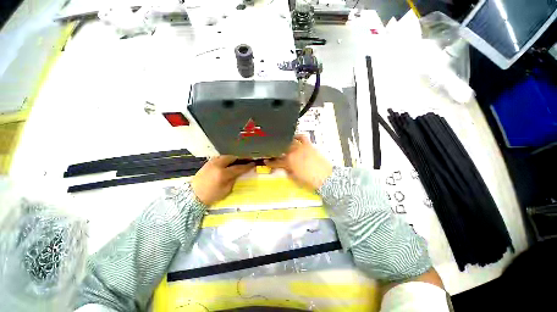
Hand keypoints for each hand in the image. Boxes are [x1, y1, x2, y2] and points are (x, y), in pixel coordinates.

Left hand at [191, 156, 254, 205]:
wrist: (193, 196)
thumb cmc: (211, 195)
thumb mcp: (226, 190)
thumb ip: (233, 180)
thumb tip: (238, 174)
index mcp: (223, 174)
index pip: (238, 168)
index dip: (246, 166)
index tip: (253, 164)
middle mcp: (217, 165)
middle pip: (231, 158)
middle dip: (238, 159)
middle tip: (243, 162)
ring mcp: (211, 163)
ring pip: (224, 156)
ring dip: (231, 158)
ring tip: (235, 162)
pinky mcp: (207, 163)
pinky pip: (218, 158)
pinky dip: (224, 159)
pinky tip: (226, 163)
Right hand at [264, 134, 332, 190]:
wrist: (325, 177)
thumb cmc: (309, 180)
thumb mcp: (295, 178)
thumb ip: (287, 171)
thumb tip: (283, 168)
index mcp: (288, 162)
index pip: (276, 161)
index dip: (270, 162)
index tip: (266, 161)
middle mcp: (293, 152)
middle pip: (281, 149)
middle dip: (276, 150)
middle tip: (274, 152)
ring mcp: (301, 147)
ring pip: (290, 141)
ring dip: (285, 142)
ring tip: (283, 143)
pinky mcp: (309, 145)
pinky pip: (302, 137)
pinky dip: (298, 136)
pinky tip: (295, 137)